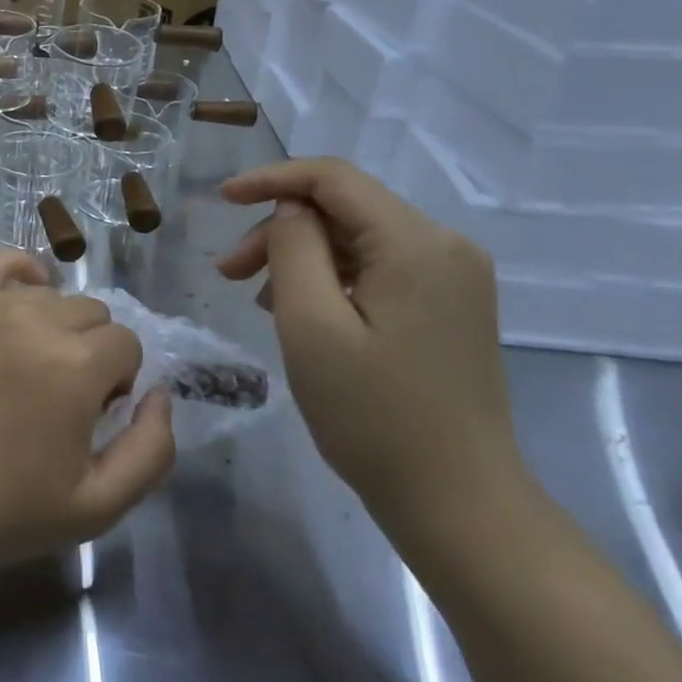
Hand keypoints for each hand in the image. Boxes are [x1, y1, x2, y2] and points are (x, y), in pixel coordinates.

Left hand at [0, 247, 176, 568]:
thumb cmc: (3, 509)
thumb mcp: (98, 506)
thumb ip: (151, 450)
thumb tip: (160, 394)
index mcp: (74, 367)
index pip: (126, 344)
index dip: (117, 381)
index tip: (90, 414)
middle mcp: (34, 321)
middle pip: (91, 312)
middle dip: (90, 351)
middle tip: (59, 396)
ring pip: (49, 293)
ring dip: (54, 324)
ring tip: (27, 366)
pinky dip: (18, 272)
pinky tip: (19, 299)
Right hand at [216, 158, 523, 536]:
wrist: (459, 504)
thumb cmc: (374, 416)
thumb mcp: (311, 327)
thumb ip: (294, 249)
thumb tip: (291, 209)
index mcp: (415, 243)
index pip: (333, 178)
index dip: (271, 179)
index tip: (222, 200)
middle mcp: (444, 246)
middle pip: (345, 208)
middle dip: (280, 229)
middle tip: (228, 272)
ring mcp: (453, 278)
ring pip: (358, 237)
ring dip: (301, 255)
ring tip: (258, 299)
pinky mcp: (449, 305)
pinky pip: (378, 267)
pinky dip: (332, 277)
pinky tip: (302, 311)